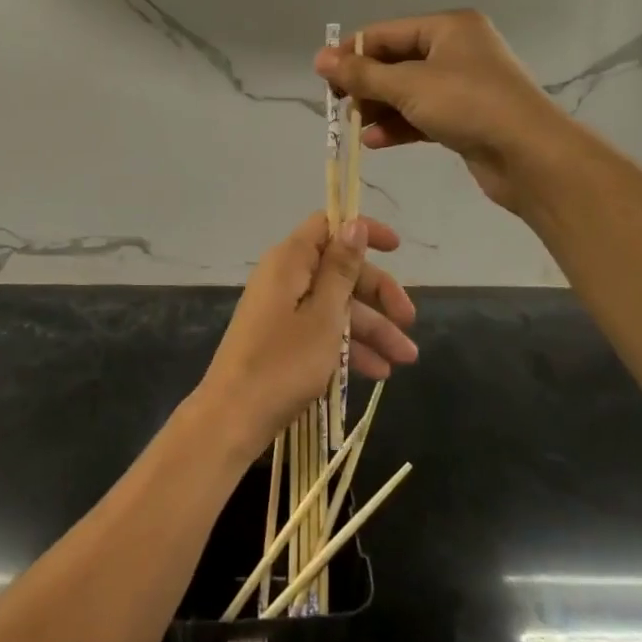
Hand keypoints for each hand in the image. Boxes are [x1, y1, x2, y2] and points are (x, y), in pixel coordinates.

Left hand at [198, 213, 418, 450]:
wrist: (232, 417)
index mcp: (289, 260)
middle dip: (378, 295)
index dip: (362, 233)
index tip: (396, 250)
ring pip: (334, 305)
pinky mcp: (281, 337)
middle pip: (338, 270)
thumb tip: (354, 224)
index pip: (328, 226)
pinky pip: (321, 329)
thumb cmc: (283, 362)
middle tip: (410, 323)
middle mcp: (284, 276)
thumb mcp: (323, 316)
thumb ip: (341, 270)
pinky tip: (377, 372)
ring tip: (405, 360)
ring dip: (371, 328)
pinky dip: (347, 345)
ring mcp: (281, 308)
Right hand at [314, 10, 568, 210]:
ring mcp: (463, 85)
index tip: (323, 77)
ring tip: (354, 126)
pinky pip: (422, 114)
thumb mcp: (408, 85)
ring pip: (407, 91)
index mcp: (448, 27)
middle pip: (396, 62)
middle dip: (366, 85)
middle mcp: (457, 50)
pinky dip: (399, 126)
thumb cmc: (469, 105)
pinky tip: (376, 142)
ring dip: (379, 108)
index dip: (352, 53)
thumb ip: (361, 74)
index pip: (386, 33)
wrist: (532, 157)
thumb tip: (319, 58)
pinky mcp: (466, 117)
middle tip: (338, 105)